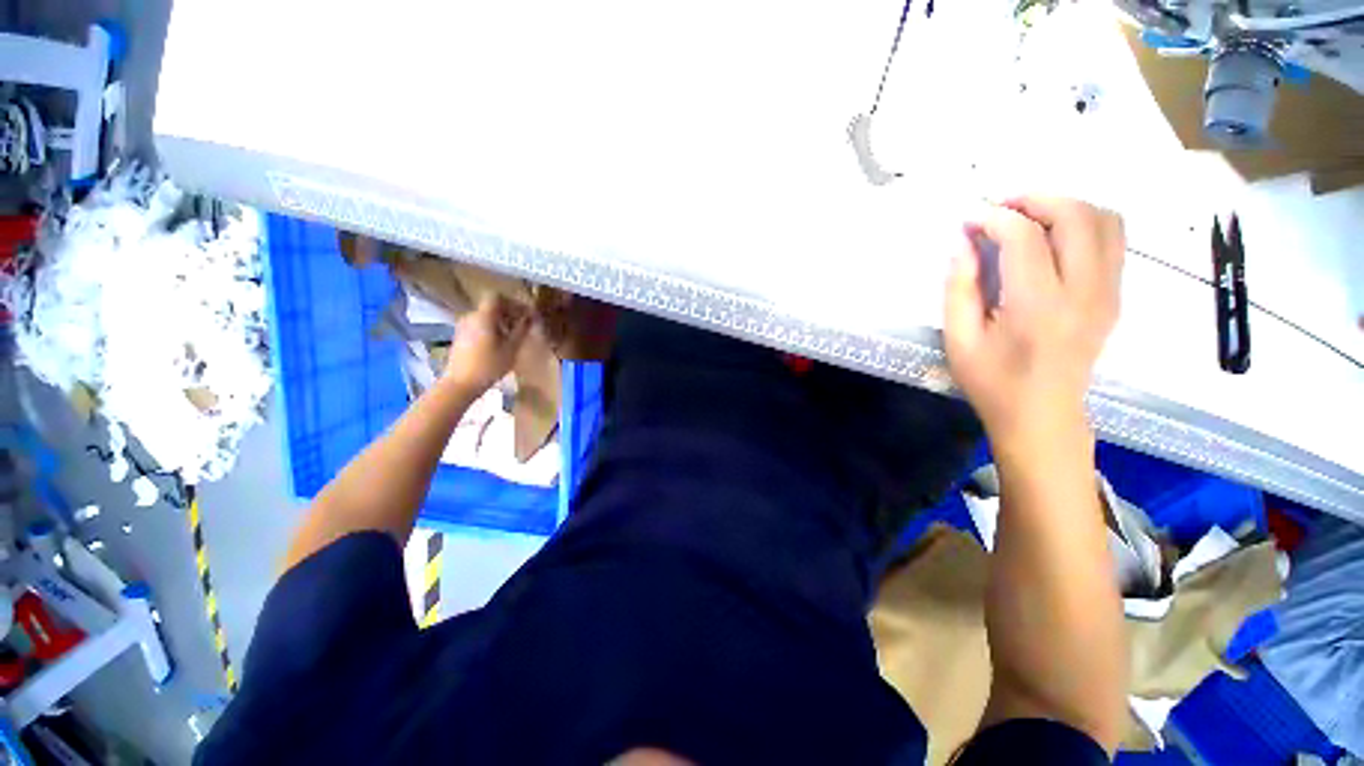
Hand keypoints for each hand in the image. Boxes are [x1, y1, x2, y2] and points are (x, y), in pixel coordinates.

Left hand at [444, 295, 531, 395]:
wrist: (460, 384)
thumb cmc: (489, 366)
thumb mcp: (511, 348)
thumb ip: (521, 330)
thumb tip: (529, 318)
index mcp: (483, 316)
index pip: (497, 297)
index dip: (513, 303)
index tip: (526, 314)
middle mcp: (470, 317)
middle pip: (492, 307)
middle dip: (509, 314)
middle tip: (523, 327)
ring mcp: (463, 327)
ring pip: (485, 317)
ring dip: (501, 323)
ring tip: (513, 338)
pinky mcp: (460, 337)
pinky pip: (479, 326)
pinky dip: (491, 330)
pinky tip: (499, 345)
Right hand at [943, 197, 1123, 450]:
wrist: (1042, 416)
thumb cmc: (992, 382)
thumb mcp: (959, 339)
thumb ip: (959, 288)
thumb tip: (962, 243)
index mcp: (1038, 308)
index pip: (1025, 238)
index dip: (994, 218)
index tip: (969, 220)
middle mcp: (1084, 293)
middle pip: (1077, 216)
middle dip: (1036, 199)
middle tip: (1001, 207)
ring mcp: (1108, 293)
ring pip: (1105, 220)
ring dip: (1065, 206)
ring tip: (1028, 217)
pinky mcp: (1115, 296)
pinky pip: (1114, 240)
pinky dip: (1085, 223)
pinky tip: (1053, 237)